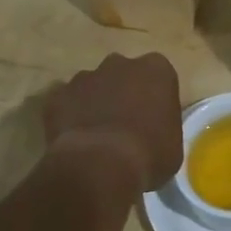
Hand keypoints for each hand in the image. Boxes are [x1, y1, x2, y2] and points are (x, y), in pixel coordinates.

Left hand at [43, 52, 183, 195]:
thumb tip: (153, 134)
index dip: (155, 98)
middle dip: (123, 93)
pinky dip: (68, 116)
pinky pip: (64, 103)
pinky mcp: (56, 95)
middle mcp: (120, 64)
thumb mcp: (173, 145)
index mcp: (156, 70)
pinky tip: (74, 139)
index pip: (159, 76)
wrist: (100, 166)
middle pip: (123, 74)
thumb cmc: (148, 154)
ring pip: (92, 86)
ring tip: (96, 136)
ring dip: (94, 103)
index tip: (153, 120)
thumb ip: (163, 128)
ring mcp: (85, 77)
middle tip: (125, 124)